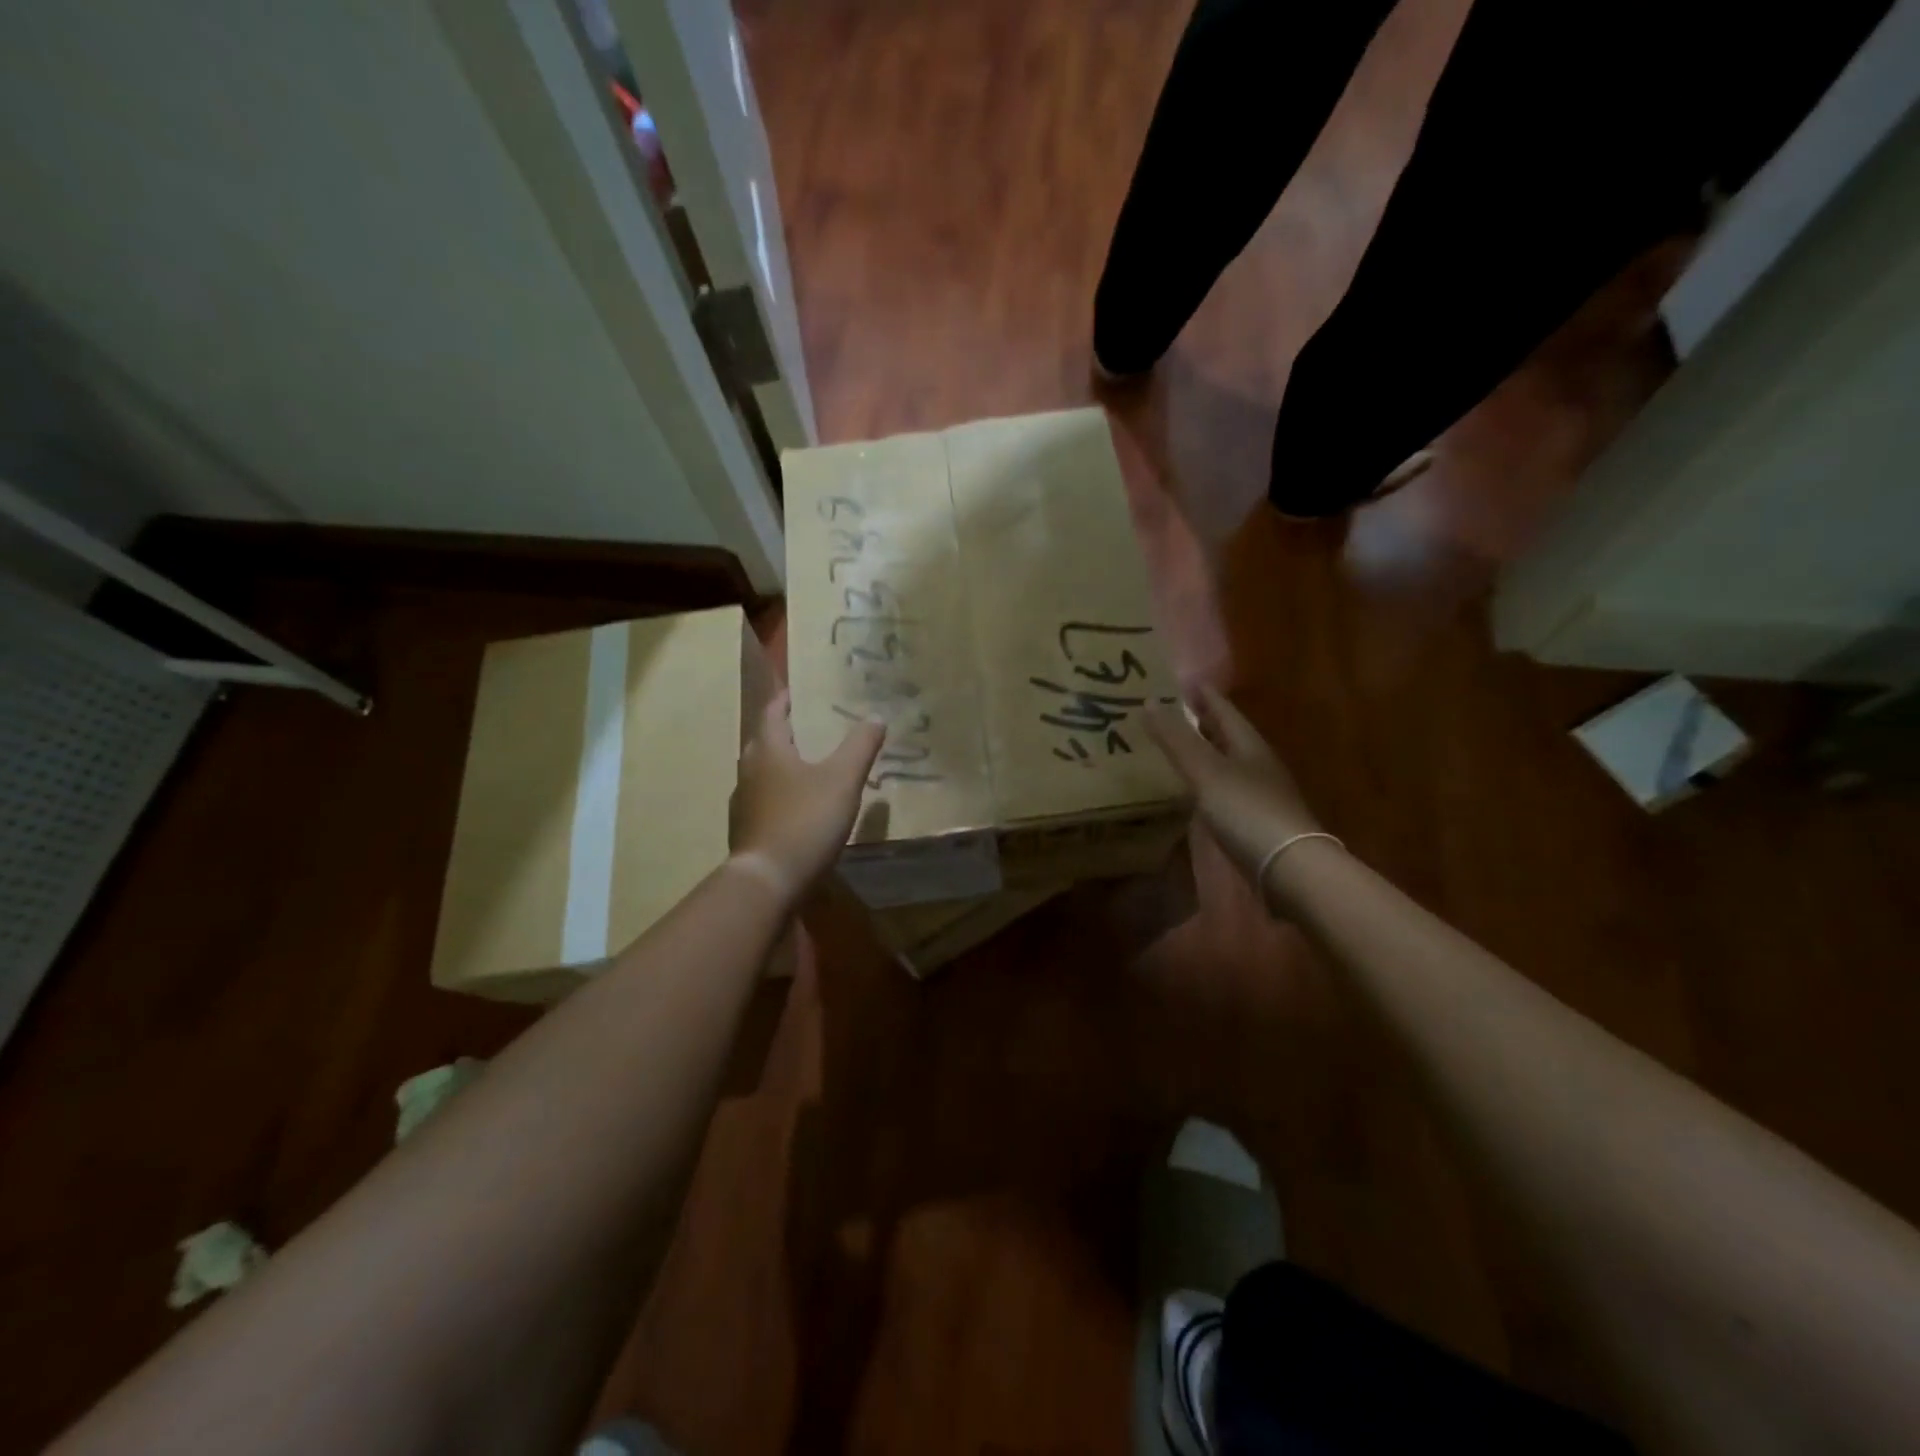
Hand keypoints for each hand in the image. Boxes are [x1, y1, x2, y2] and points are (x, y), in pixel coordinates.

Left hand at [729, 691, 883, 900]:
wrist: (768, 881)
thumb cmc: (805, 821)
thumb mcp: (843, 780)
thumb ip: (860, 746)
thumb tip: (876, 716)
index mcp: (767, 750)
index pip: (772, 713)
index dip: (785, 700)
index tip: (797, 692)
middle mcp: (748, 771)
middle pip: (764, 742)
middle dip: (784, 732)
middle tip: (810, 728)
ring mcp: (743, 804)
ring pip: (762, 774)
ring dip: (781, 766)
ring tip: (808, 767)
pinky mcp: (745, 832)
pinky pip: (763, 802)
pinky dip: (780, 796)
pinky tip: (798, 808)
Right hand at [1144, 686, 1326, 898]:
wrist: (1289, 868)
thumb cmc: (1247, 811)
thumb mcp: (1206, 771)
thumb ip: (1176, 739)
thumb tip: (1147, 701)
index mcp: (1249, 745)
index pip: (1224, 710)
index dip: (1203, 695)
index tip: (1181, 681)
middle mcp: (1257, 764)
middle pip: (1228, 734)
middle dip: (1203, 721)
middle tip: (1171, 711)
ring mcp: (1259, 794)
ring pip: (1227, 762)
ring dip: (1204, 751)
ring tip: (1176, 747)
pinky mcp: (1255, 821)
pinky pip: (1226, 789)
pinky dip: (1207, 781)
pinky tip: (1193, 790)